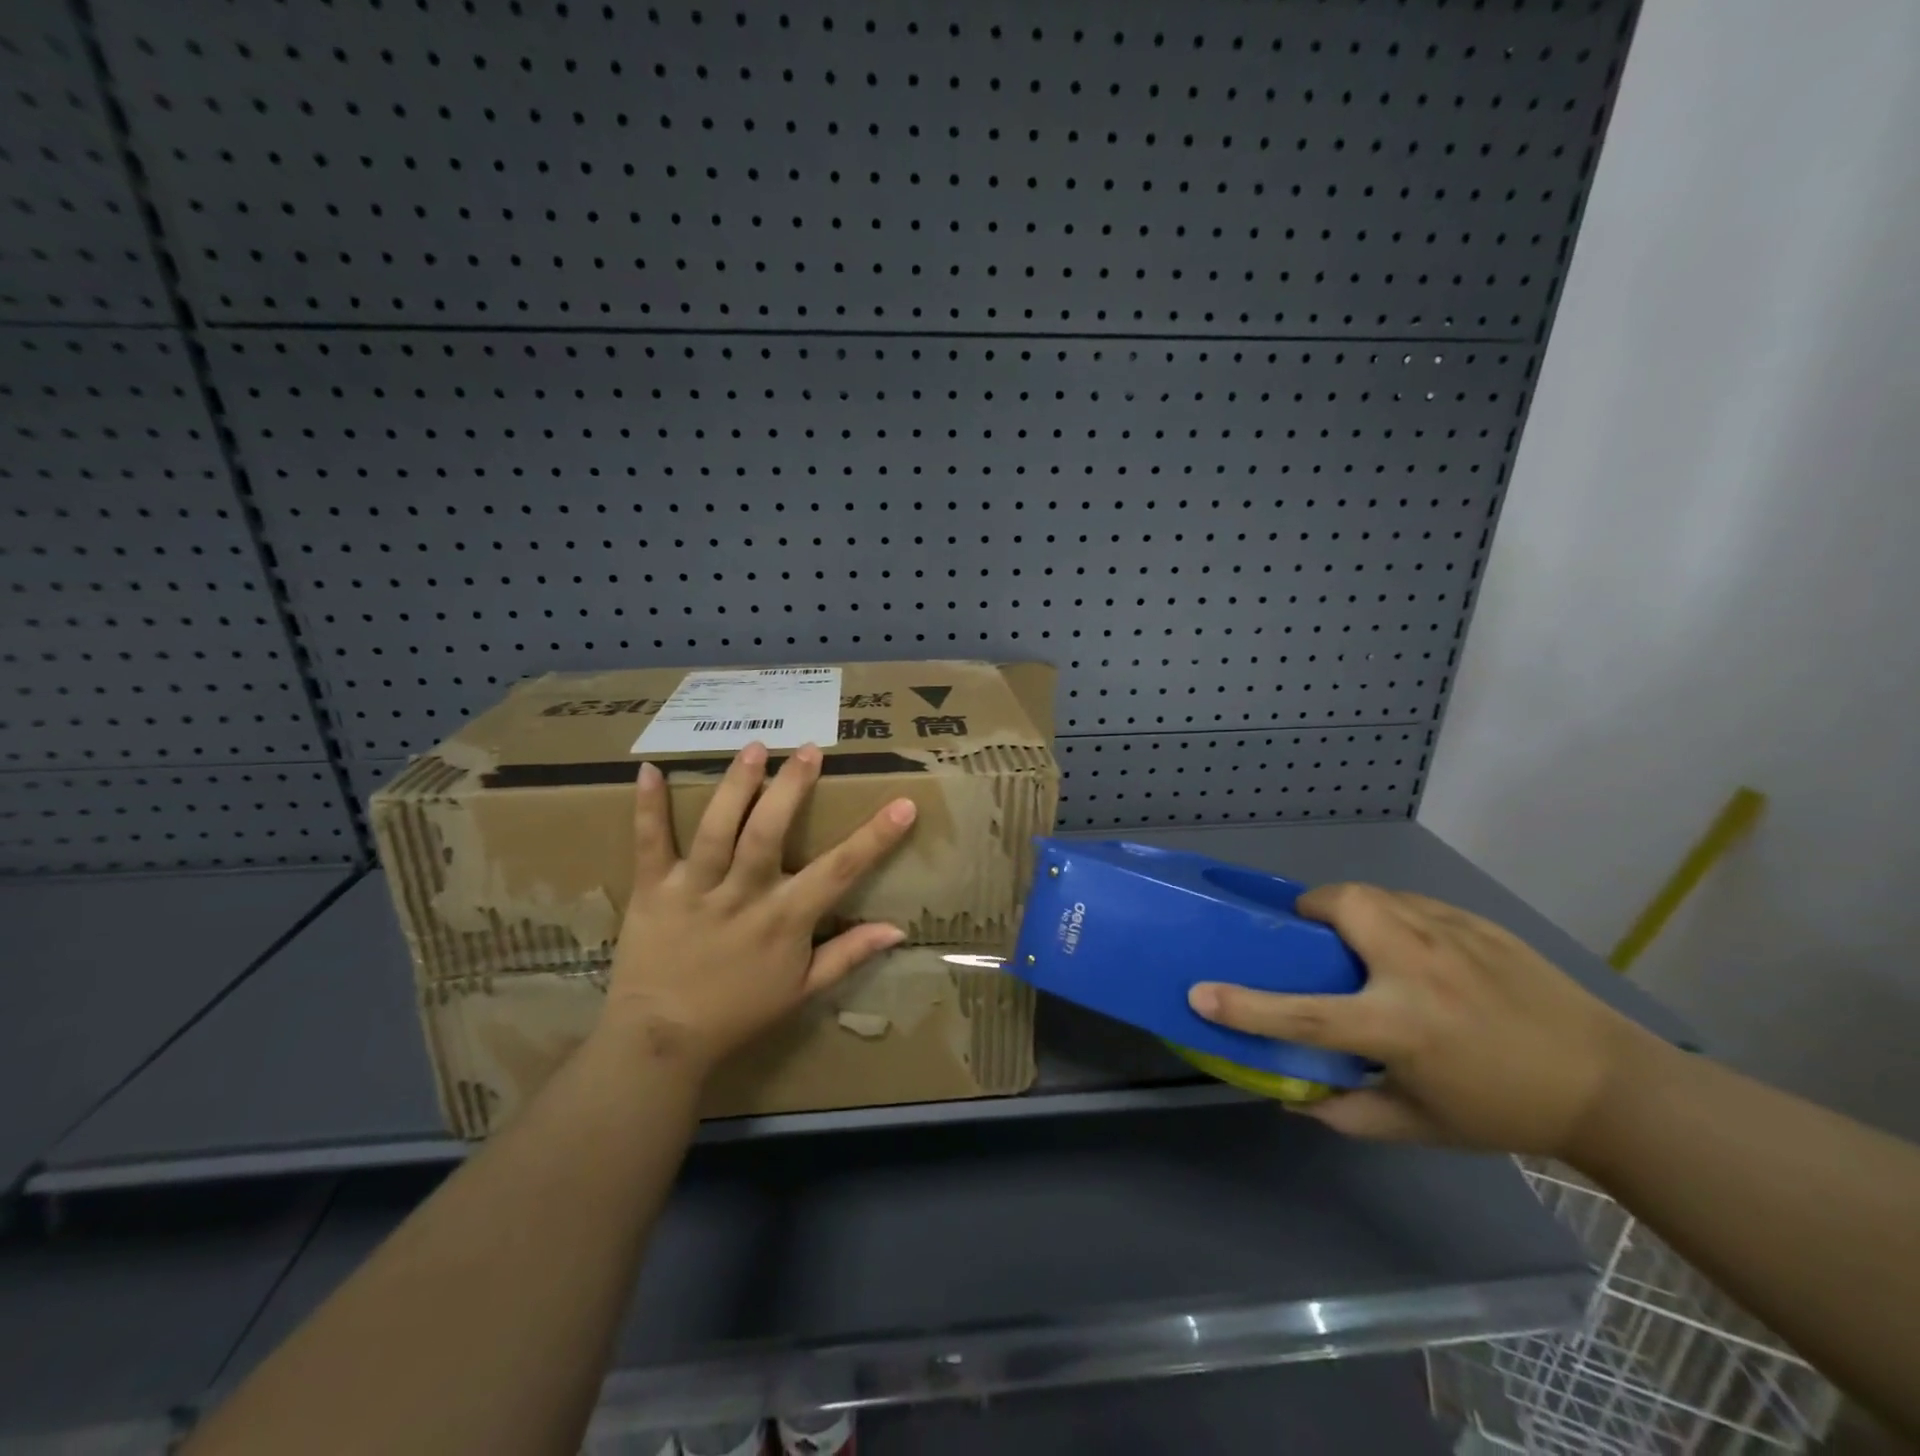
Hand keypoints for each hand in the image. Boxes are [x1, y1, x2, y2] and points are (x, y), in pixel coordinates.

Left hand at [599, 742, 916, 1076]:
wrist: (661, 1040)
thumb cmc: (739, 1013)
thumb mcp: (803, 990)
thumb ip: (849, 954)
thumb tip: (898, 930)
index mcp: (784, 919)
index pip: (839, 871)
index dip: (875, 838)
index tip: (903, 805)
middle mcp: (743, 896)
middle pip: (768, 833)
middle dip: (791, 789)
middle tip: (809, 750)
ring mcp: (695, 890)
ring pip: (717, 830)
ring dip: (735, 787)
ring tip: (754, 748)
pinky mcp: (653, 890)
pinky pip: (650, 843)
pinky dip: (648, 807)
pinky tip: (650, 769)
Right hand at [1187, 884, 1654, 1155]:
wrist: (1610, 1084)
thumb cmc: (1505, 1110)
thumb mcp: (1420, 1126)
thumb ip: (1346, 1114)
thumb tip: (1289, 1097)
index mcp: (1402, 1027)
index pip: (1306, 1014)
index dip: (1245, 1006)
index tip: (1200, 994)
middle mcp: (1419, 969)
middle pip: (1342, 905)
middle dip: (1311, 911)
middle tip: (1312, 941)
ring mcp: (1451, 936)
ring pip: (1374, 892)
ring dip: (1349, 908)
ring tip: (1356, 940)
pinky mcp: (1475, 922)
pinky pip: (1410, 902)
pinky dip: (1391, 915)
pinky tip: (1410, 949)